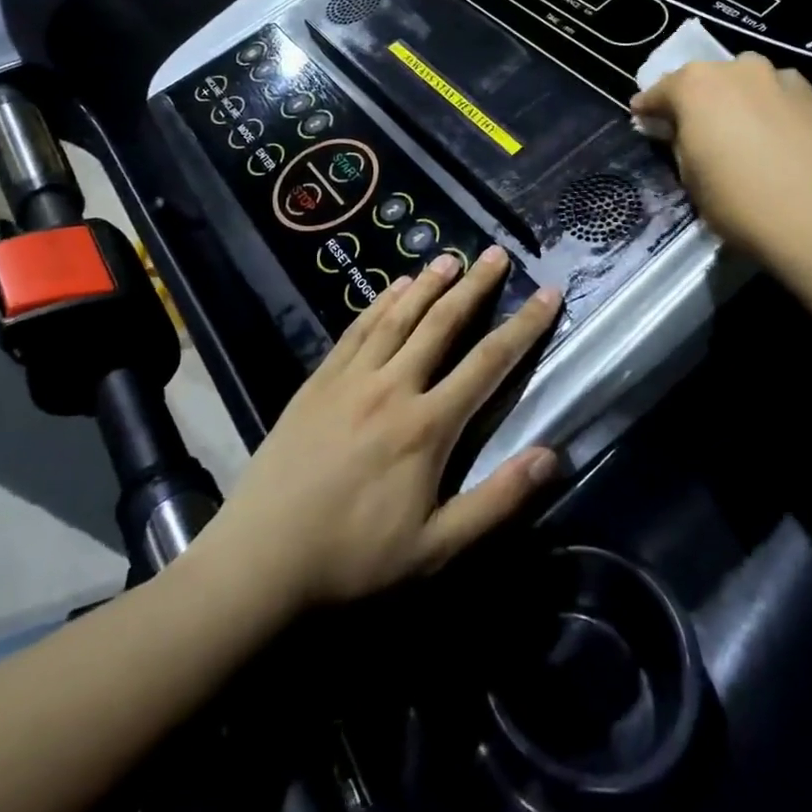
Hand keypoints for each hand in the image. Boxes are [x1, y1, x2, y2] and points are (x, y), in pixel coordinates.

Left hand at [203, 247, 560, 610]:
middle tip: (498, 253)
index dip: (524, 326)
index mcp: (428, 426)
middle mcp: (393, 387)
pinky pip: (357, 329)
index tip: (548, 294)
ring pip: (399, 317)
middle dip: (476, 286)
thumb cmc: (354, 557)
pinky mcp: (319, 380)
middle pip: (443, 324)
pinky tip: (395, 286)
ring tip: (451, 256)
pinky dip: (381, 303)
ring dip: (429, 283)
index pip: (489, 363)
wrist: (261, 557)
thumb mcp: (435, 548)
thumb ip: (496, 501)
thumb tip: (550, 456)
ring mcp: (352, 378)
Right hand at [630, 54, 811, 261]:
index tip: (641, 119)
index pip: (661, 91)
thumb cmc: (739, 200)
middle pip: (708, 81)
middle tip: (695, 130)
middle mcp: (739, 69)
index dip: (649, 108)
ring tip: (742, 134)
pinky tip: (778, 141)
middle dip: (698, 102)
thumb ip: (679, 144)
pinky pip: (781, 99)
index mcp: (696, 85)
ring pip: (749, 85)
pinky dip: (773, 112)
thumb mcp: (690, 177)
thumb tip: (677, 131)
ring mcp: (783, 78)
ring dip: (739, 103)